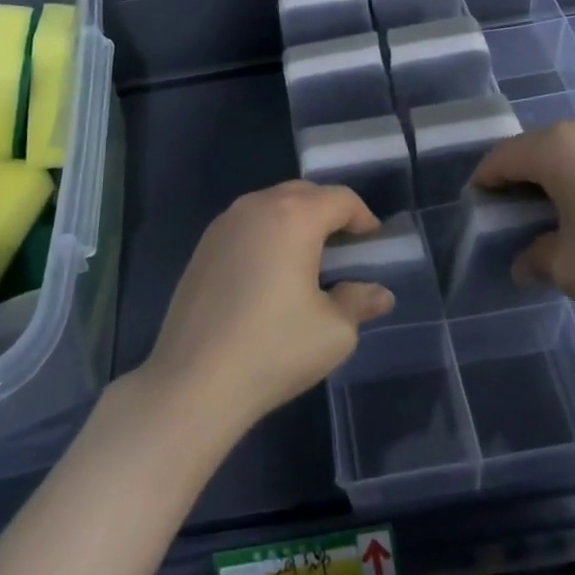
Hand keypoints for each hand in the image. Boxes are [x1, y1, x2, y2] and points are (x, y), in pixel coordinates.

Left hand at [139, 181, 394, 434]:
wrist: (194, 381)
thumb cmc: (273, 350)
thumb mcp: (334, 332)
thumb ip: (359, 302)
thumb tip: (379, 293)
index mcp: (293, 216)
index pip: (340, 198)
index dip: (363, 216)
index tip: (373, 242)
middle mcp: (257, 206)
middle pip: (304, 193)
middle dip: (329, 213)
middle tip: (346, 248)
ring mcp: (225, 222)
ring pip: (272, 204)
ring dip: (296, 220)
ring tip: (310, 259)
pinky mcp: (204, 244)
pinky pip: (248, 223)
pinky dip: (268, 234)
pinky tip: (271, 272)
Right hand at [471, 112, 574, 350]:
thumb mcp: (568, 269)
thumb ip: (535, 256)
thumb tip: (525, 260)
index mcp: (561, 147)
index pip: (506, 156)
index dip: (487, 179)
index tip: (480, 202)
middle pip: (544, 146)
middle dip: (528, 175)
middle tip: (523, 211)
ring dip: (568, 173)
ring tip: (572, 212)